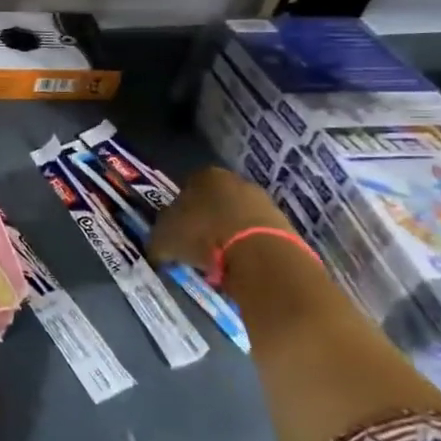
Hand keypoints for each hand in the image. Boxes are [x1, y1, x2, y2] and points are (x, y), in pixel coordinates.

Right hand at [148, 165, 294, 271]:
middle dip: (205, 221)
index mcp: (204, 175)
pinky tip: (237, 265)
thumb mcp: (164, 239)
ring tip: (216, 261)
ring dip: (226, 235)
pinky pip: (255, 235)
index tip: (175, 233)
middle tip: (194, 247)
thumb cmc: (203, 236)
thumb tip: (157, 248)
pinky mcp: (283, 223)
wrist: (259, 254)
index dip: (178, 212)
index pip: (185, 189)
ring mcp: (263, 201)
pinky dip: (246, 247)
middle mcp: (235, 180)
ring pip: (236, 218)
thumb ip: (158, 240)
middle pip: (214, 201)